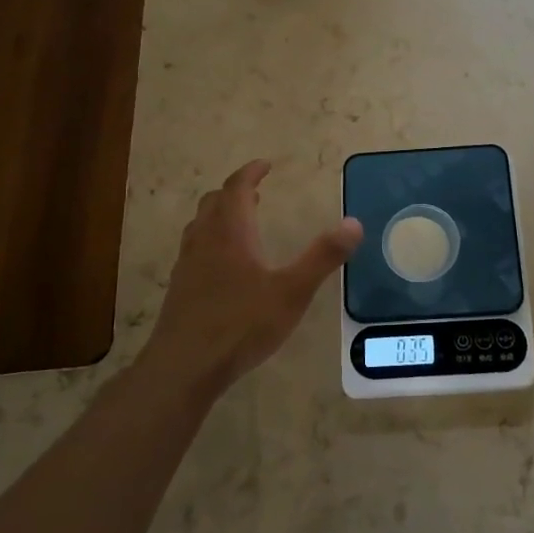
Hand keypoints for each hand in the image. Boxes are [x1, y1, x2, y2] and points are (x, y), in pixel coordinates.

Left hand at [141, 160, 362, 395]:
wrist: (183, 367)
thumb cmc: (241, 324)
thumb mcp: (291, 292)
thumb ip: (323, 257)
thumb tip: (354, 223)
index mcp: (230, 232)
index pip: (236, 188)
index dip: (251, 173)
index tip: (265, 165)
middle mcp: (204, 240)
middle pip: (214, 202)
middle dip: (235, 192)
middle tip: (255, 192)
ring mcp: (187, 265)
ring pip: (200, 225)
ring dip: (219, 214)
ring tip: (239, 222)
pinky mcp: (179, 289)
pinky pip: (194, 249)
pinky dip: (210, 240)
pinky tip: (223, 265)